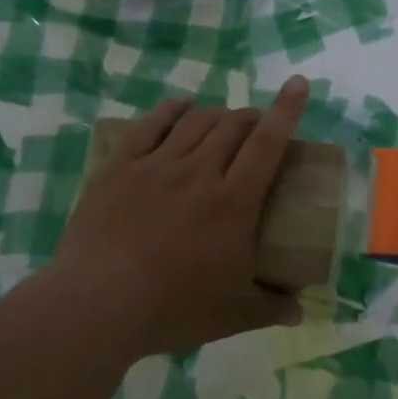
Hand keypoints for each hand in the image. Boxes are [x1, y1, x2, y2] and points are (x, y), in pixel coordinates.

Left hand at [43, 76, 311, 358]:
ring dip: (217, 114)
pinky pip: (150, 125)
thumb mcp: (235, 315)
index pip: (268, 143)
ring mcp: (156, 166)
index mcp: (233, 202)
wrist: (96, 306)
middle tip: (258, 128)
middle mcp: (198, 172)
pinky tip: (180, 105)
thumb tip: (301, 312)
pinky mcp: (120, 167)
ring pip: (195, 121)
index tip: (298, 84)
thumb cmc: (173, 308)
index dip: (286, 110)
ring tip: (224, 121)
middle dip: (252, 117)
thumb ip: (273, 307)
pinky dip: (171, 109)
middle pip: (232, 126)